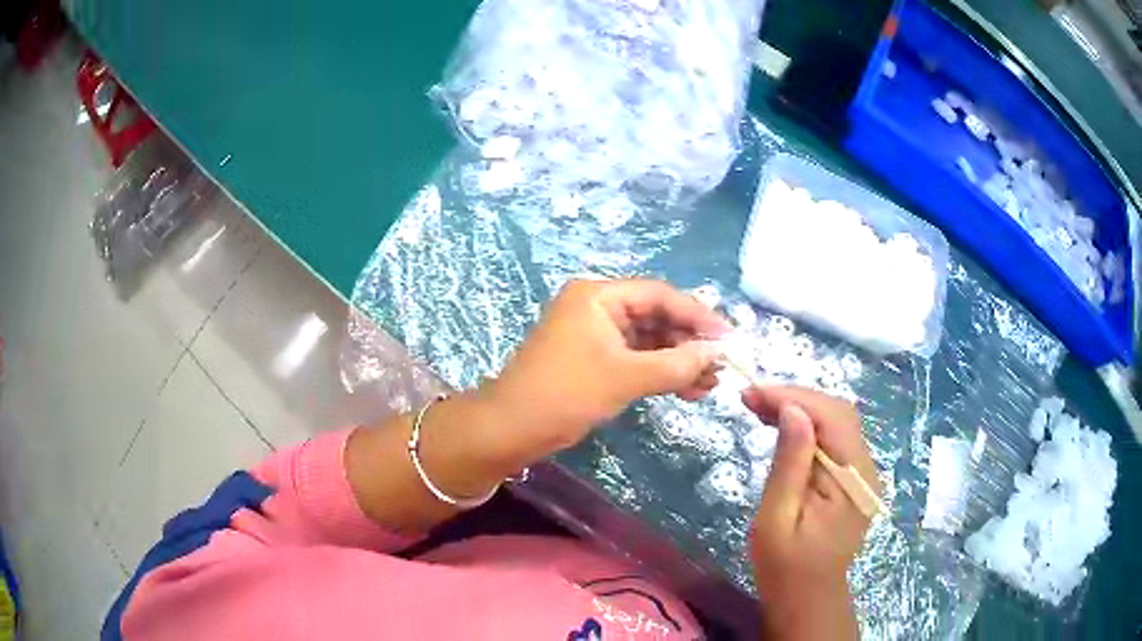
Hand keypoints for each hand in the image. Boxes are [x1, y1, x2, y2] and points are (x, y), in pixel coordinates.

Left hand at [481, 279, 728, 466]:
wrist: (511, 429)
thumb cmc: (565, 394)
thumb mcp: (625, 378)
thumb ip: (676, 364)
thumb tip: (718, 354)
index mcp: (598, 296)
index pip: (659, 295)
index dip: (697, 315)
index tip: (729, 338)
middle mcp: (598, 307)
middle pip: (656, 317)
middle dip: (690, 343)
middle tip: (722, 367)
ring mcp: (595, 334)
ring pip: (649, 341)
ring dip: (679, 361)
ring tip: (711, 385)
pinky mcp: (595, 359)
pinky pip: (636, 359)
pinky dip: (660, 373)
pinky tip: (688, 390)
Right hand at [743, 386, 880, 640]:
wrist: (807, 598)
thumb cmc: (785, 567)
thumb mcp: (777, 519)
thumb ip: (789, 464)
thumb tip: (793, 411)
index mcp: (853, 480)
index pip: (832, 418)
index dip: (794, 397)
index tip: (751, 393)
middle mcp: (866, 469)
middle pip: (837, 414)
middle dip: (795, 398)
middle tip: (750, 399)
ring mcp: (863, 473)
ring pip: (836, 423)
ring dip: (799, 409)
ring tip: (758, 408)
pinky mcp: (852, 479)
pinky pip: (833, 440)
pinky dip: (807, 427)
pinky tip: (781, 428)